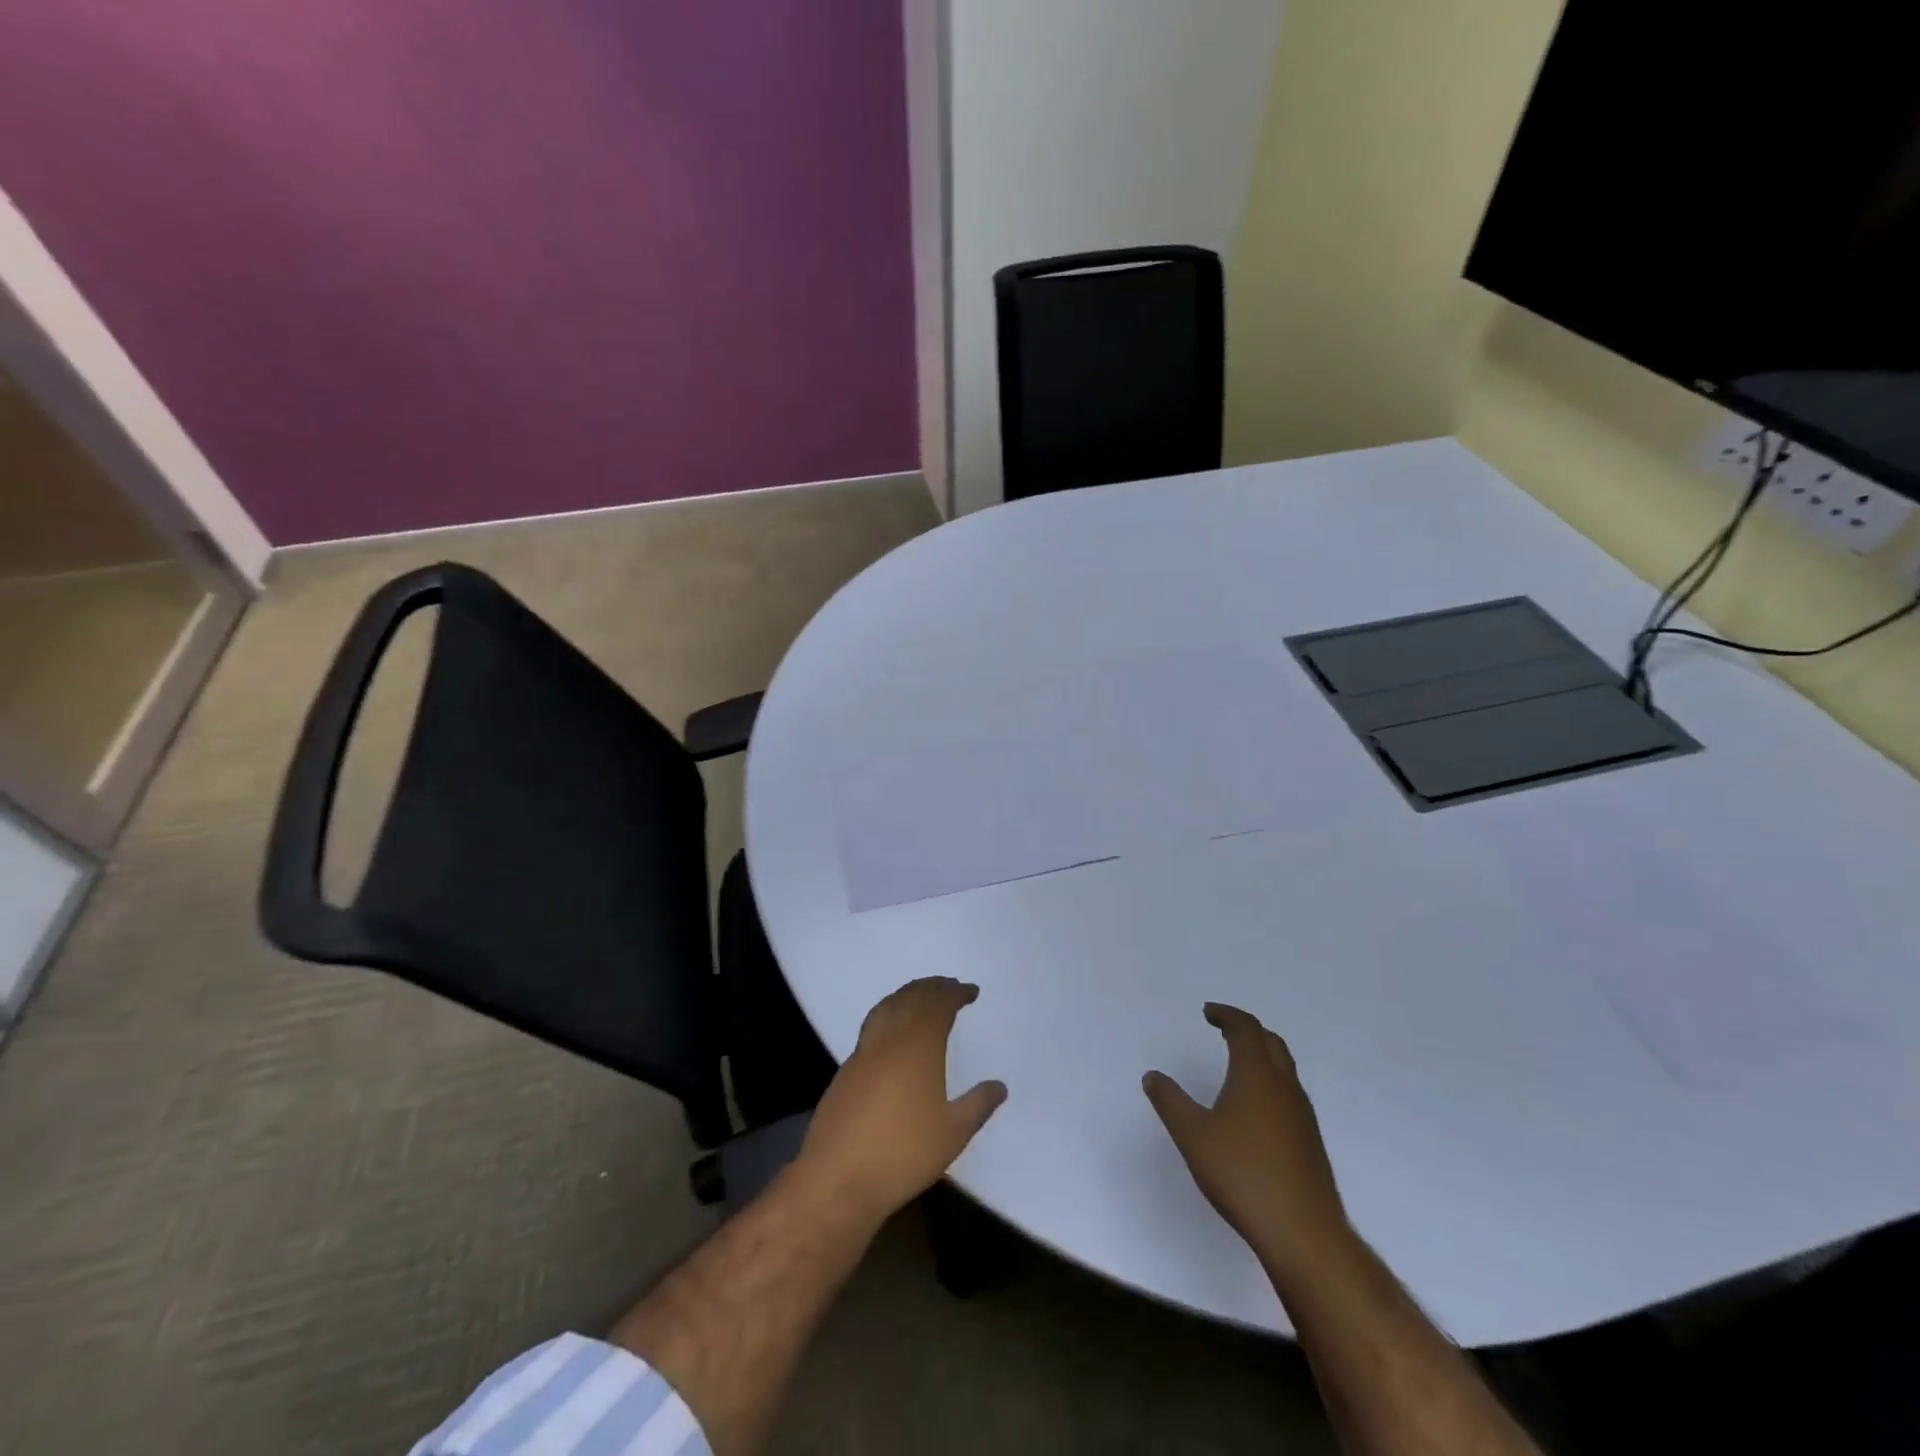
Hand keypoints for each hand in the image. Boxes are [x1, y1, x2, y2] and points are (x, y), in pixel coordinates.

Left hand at [794, 977, 1006, 1227]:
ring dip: (908, 995)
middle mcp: (890, 1039)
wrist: (838, 1177)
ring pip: (888, 1007)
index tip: (970, 991)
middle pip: (911, 998)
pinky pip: (873, 1025)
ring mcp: (864, 1052)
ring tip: (922, 997)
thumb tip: (999, 1085)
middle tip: (949, 987)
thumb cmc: (903, 1153)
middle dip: (932, 988)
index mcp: (918, 1046)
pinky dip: (889, 1013)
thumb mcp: (952, 1134)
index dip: (955, 993)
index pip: (938, 1005)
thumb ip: (978, 1105)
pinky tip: (893, 1032)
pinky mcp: (846, 1070)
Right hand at [1144, 1004, 1351, 1283]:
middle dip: (1247, 1029)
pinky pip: (1289, 1093)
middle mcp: (1284, 1087)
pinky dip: (1270, 1081)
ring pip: (1284, 1068)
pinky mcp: (1309, 1141)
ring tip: (1237, 1063)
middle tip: (1223, 1029)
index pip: (1246, 1029)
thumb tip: (1153, 1076)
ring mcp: (1302, 1115)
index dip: (1227, 1015)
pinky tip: (1255, 1108)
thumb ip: (1170, 1102)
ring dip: (1262, 1055)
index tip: (1208, 1013)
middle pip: (1271, 1042)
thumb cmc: (1242, 1174)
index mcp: (1257, 1075)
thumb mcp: (1192, 1136)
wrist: (1303, 1233)